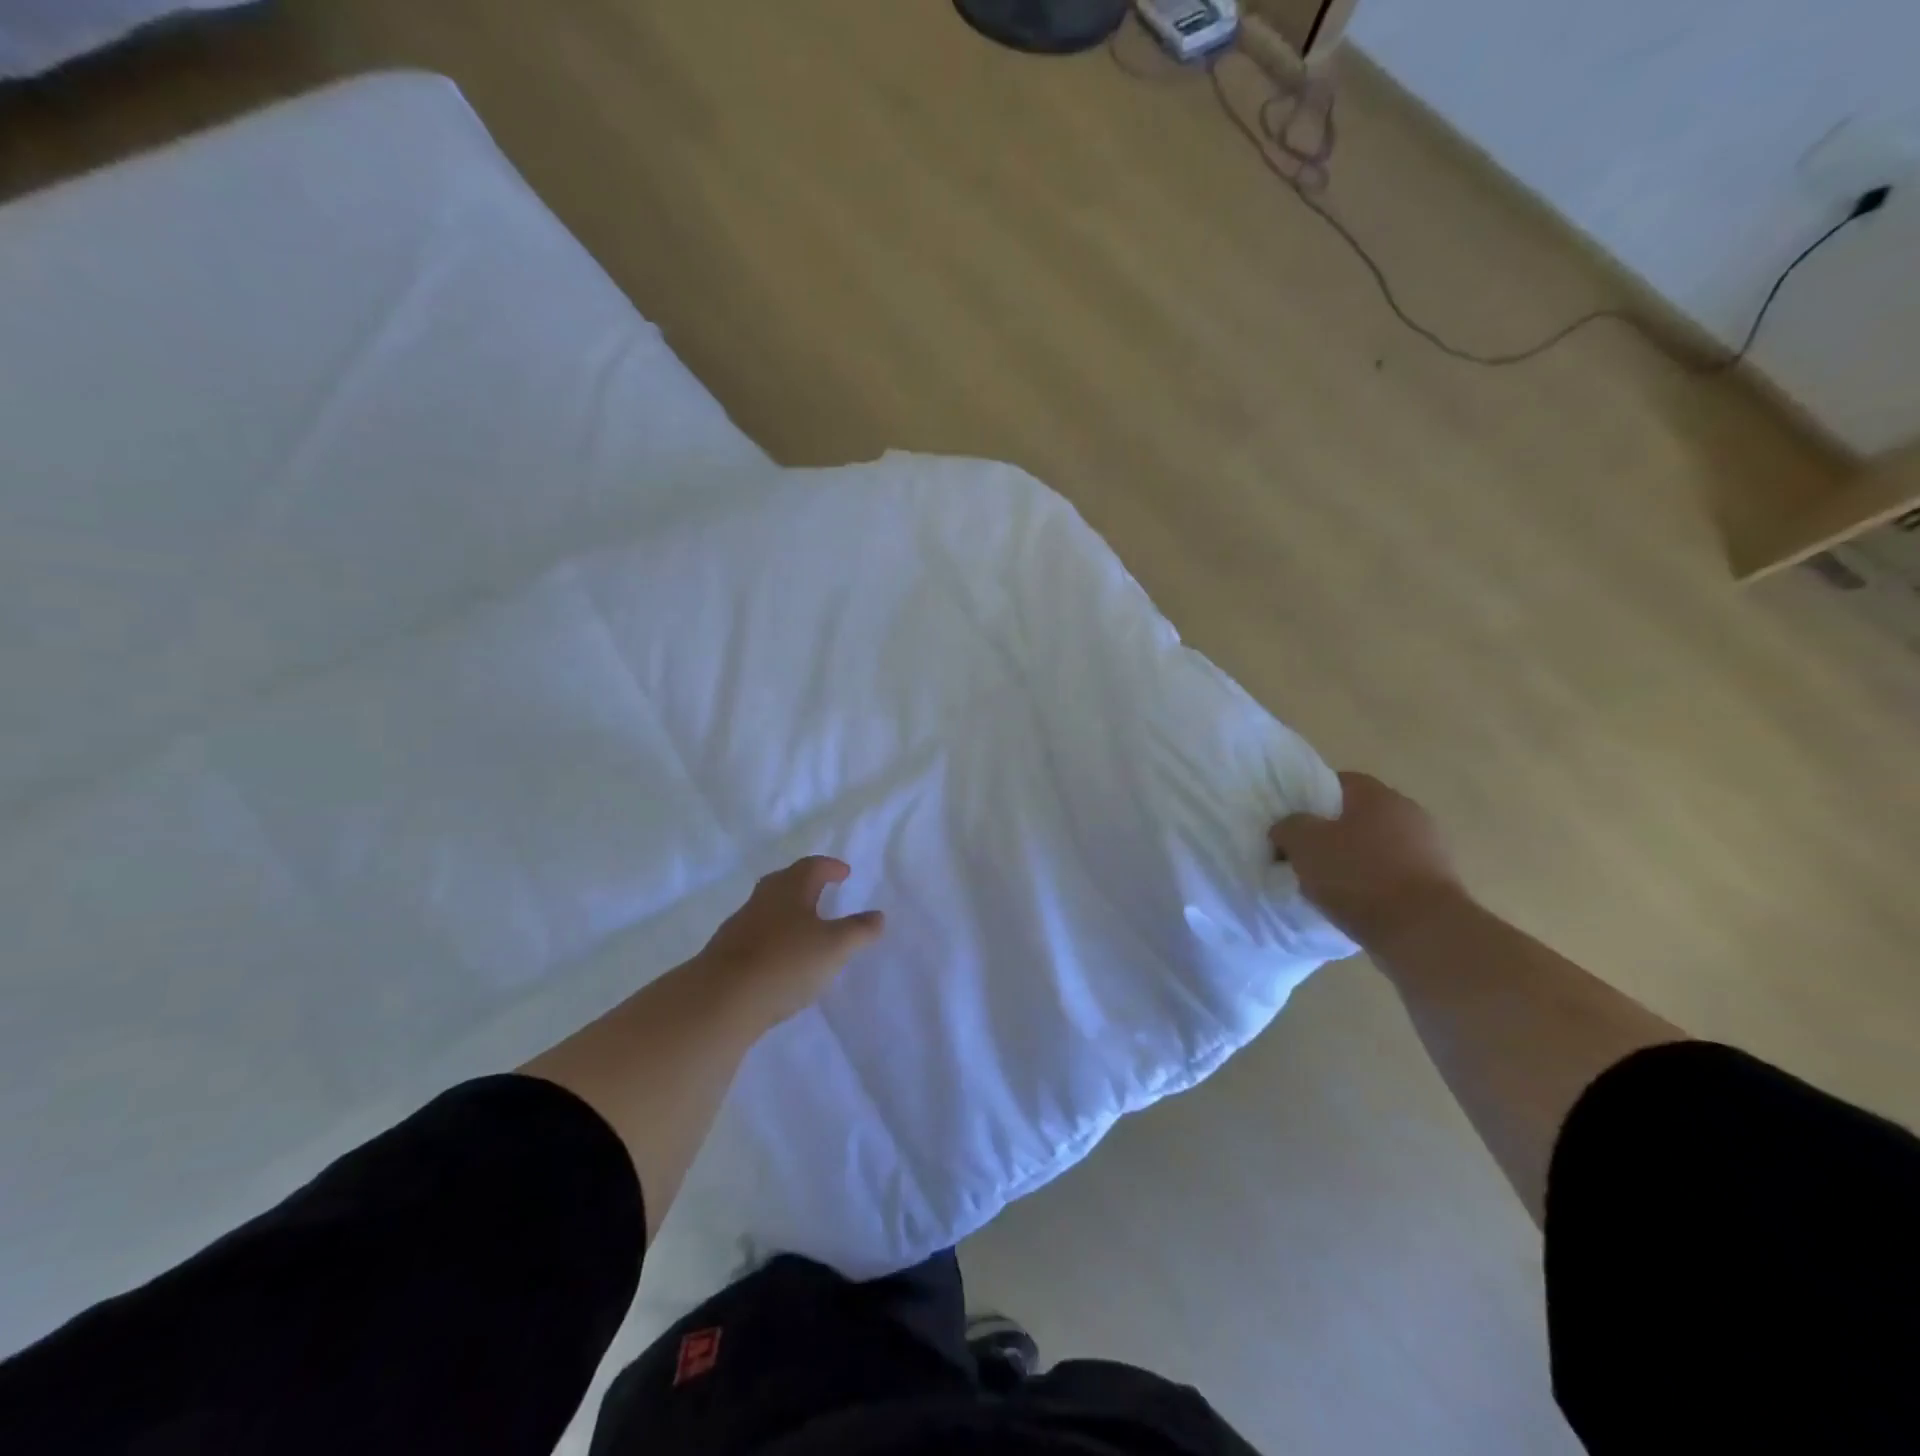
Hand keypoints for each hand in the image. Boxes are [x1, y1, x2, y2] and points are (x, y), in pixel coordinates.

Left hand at [699, 856, 885, 1029]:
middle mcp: (763, 900)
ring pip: (768, 908)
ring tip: (805, 926)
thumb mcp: (834, 947)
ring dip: (788, 911)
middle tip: (823, 890)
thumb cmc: (786, 963)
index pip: (812, 867)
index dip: (830, 867)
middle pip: (785, 882)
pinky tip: (781, 957)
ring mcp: (740, 926)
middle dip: (805, 883)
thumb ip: (859, 930)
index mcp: (790, 889)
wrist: (721, 1000)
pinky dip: (773, 937)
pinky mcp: (726, 953)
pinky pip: (756, 935)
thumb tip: (878, 916)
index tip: (843, 872)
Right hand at [1269, 772, 1465, 946]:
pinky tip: (1357, 904)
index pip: (1337, 782)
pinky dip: (1375, 885)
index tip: (1292, 824)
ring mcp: (1430, 849)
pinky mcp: (1440, 883)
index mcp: (1377, 795)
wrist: (1422, 932)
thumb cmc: (1358, 877)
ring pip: (1378, 846)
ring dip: (1356, 860)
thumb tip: (1288, 828)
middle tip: (1306, 855)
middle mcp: (1409, 813)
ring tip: (1329, 886)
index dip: (1309, 800)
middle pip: (1359, 816)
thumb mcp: (1304, 844)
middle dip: (1332, 833)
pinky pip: (1395, 875)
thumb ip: (1289, 826)